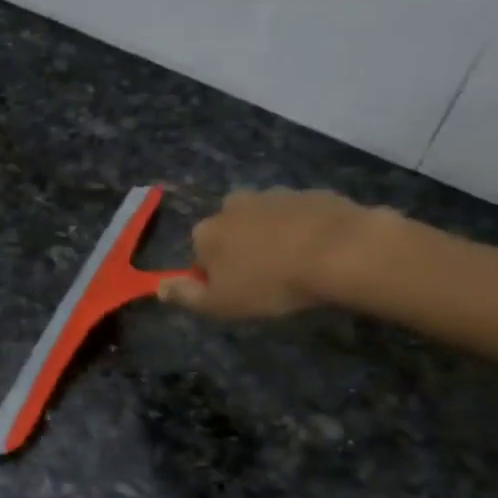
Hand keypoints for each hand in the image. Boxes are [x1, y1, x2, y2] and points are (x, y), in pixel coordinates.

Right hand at [159, 189, 385, 318]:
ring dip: (273, 237)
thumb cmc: (271, 283)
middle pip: (230, 230)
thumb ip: (186, 296)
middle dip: (242, 248)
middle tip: (266, 278)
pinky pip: (299, 215)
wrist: (339, 251)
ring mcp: (273, 195)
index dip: (216, 274)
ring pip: (264, 220)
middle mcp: (233, 205)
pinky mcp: (309, 194)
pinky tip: (320, 252)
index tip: (237, 292)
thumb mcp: (221, 303)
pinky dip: (303, 230)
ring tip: (296, 266)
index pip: (200, 253)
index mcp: (207, 231)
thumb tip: (158, 288)